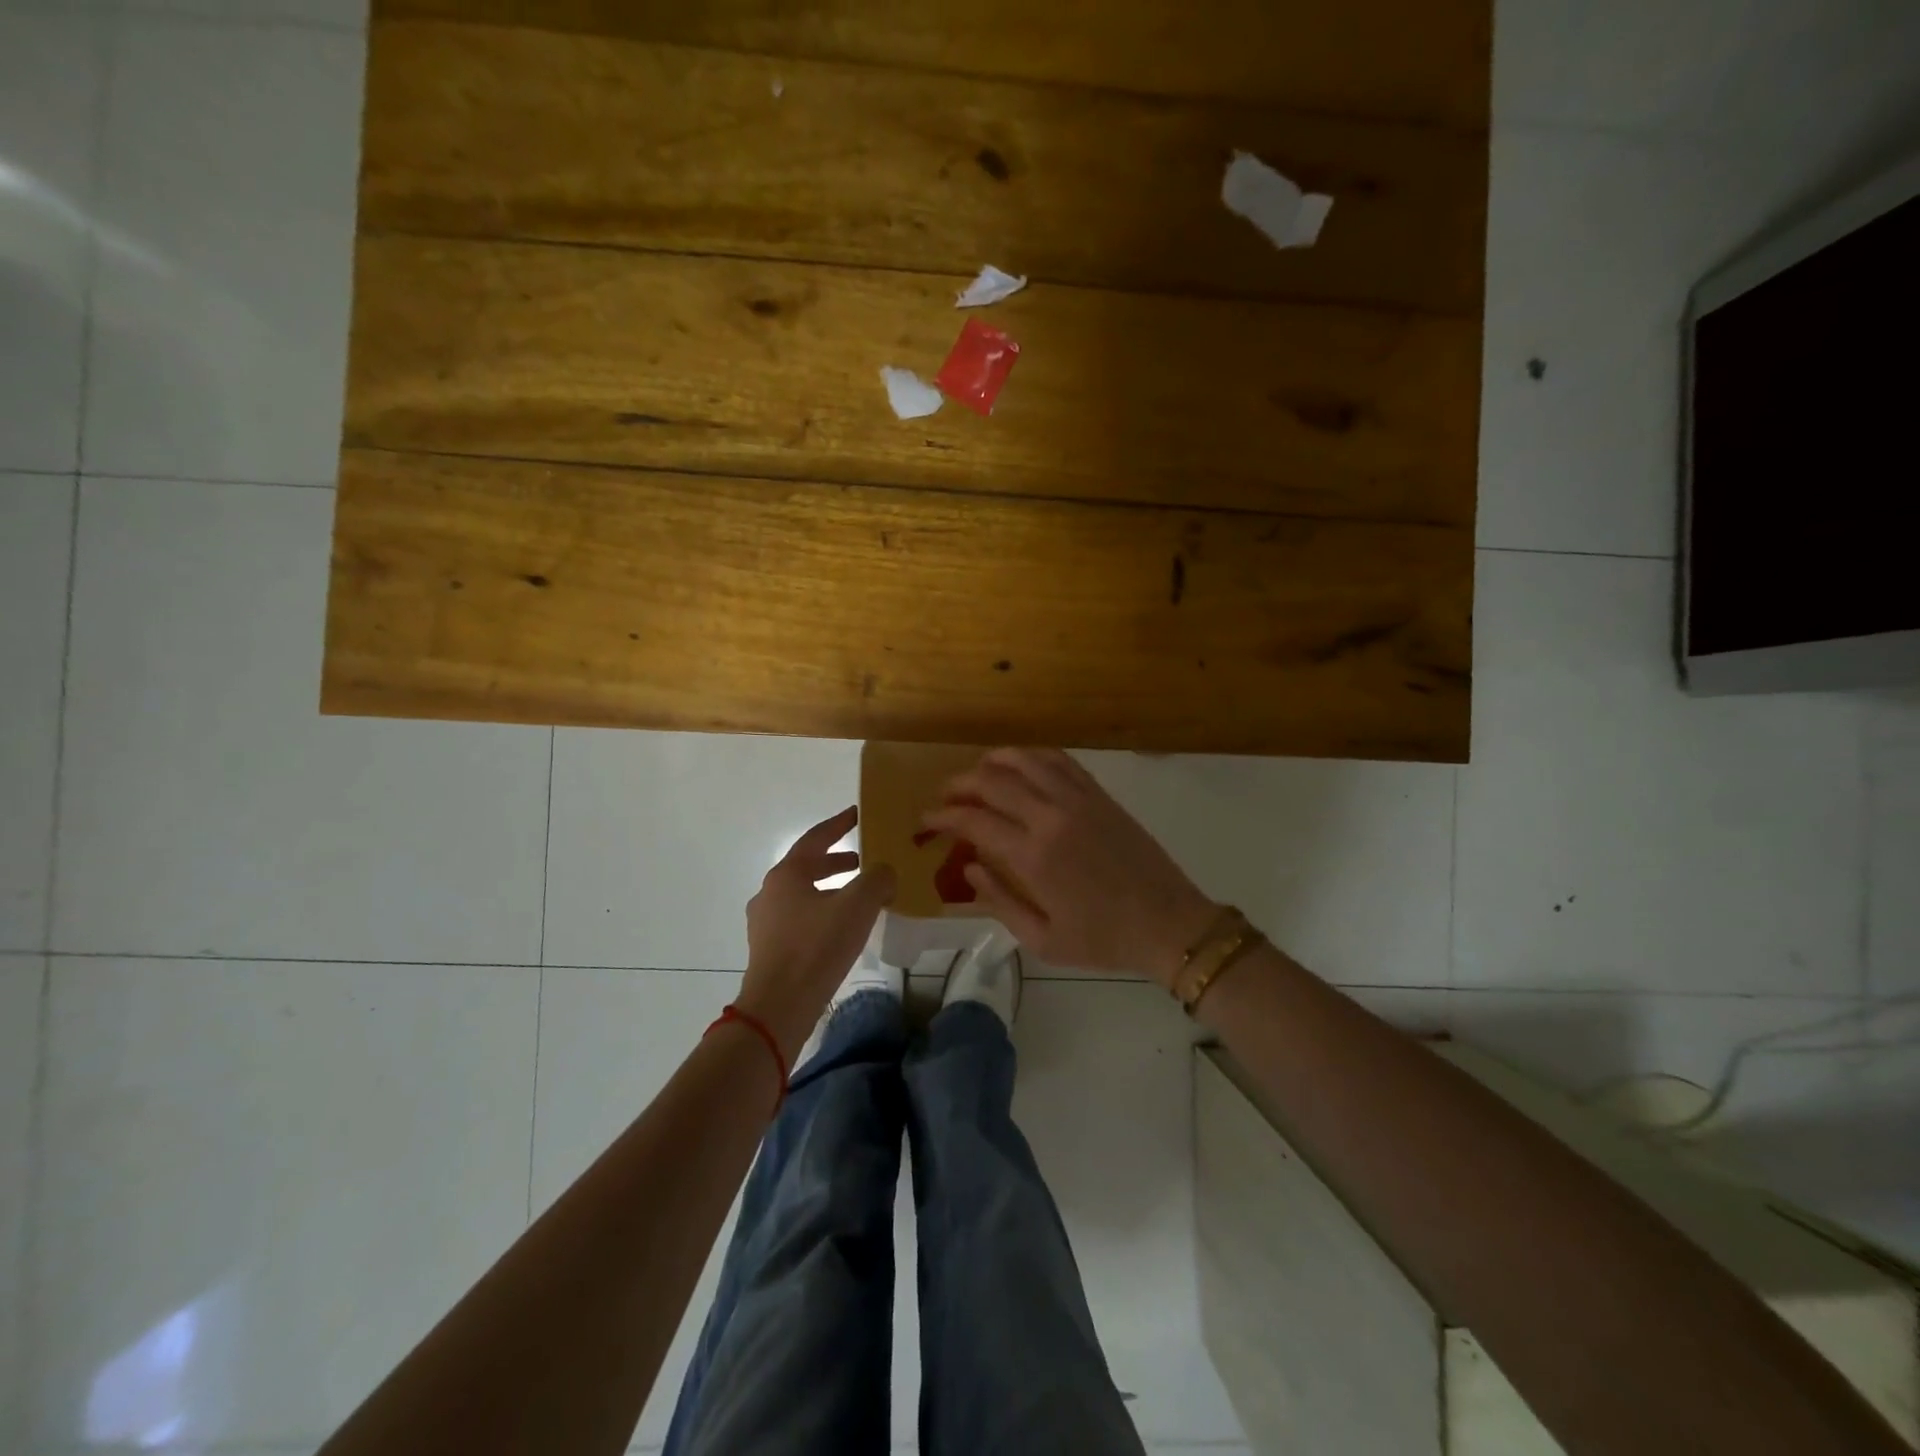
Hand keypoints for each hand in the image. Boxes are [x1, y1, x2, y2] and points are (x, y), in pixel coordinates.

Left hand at [738, 806, 895, 1060]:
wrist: (779, 1006)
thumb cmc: (817, 947)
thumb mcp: (857, 907)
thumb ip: (877, 880)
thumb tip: (885, 871)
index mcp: (787, 874)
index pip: (816, 838)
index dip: (839, 824)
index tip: (858, 814)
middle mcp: (770, 892)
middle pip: (808, 866)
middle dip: (837, 861)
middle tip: (864, 860)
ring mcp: (766, 922)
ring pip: (804, 894)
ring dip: (831, 889)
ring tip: (860, 897)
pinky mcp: (769, 948)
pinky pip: (800, 918)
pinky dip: (823, 912)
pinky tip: (843, 929)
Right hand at [923, 749, 1217, 985]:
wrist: (1169, 923)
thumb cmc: (1102, 940)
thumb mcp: (1043, 939)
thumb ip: (999, 902)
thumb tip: (969, 869)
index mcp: (1033, 856)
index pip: (973, 821)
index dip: (942, 817)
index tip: (926, 821)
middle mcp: (1051, 817)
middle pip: (992, 782)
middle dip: (959, 785)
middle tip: (944, 797)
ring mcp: (1079, 800)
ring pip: (1026, 760)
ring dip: (993, 761)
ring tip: (977, 773)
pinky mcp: (1100, 795)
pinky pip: (1061, 761)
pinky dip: (1033, 756)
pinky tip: (1021, 765)